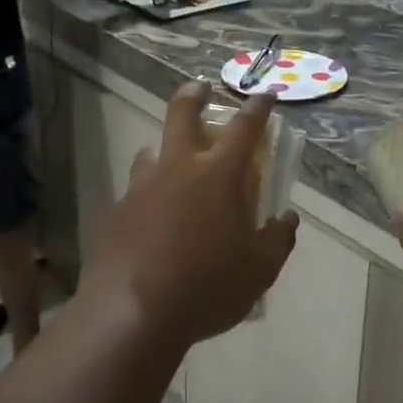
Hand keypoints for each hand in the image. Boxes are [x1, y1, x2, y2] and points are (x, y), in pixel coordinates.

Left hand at [85, 83, 296, 349]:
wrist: (131, 315)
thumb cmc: (206, 287)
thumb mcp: (259, 271)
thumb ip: (278, 240)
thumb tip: (287, 219)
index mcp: (218, 175)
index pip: (244, 128)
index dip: (257, 108)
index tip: (265, 95)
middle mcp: (177, 169)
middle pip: (182, 114)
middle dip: (194, 94)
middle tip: (200, 88)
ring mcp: (141, 188)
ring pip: (151, 153)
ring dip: (164, 151)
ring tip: (171, 166)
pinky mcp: (115, 213)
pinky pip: (133, 193)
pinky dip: (146, 196)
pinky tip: (149, 220)